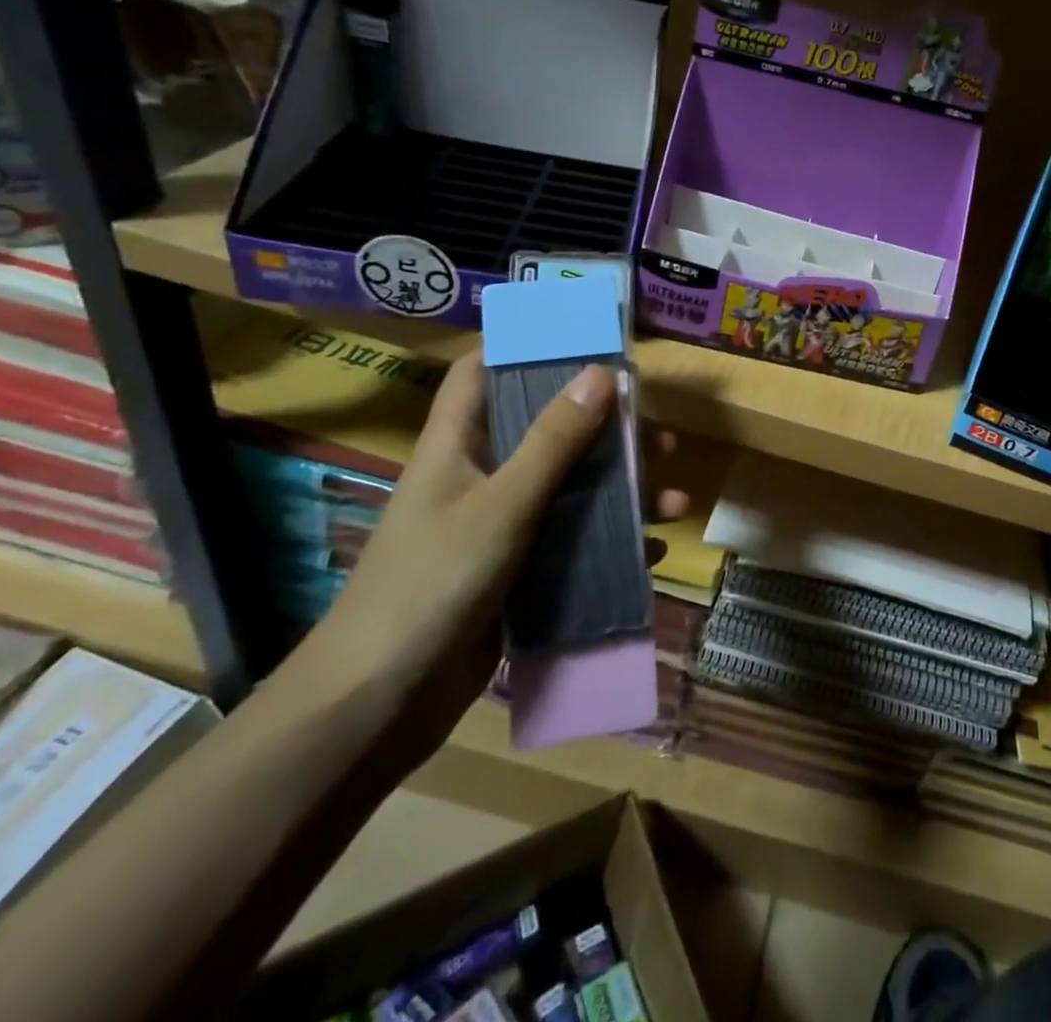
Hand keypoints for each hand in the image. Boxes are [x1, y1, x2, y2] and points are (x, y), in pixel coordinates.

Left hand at [306, 352, 687, 754]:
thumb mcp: (501, 506)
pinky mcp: (515, 576)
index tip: (583, 343)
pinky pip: (571, 545)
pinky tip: (650, 555)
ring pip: (568, 492)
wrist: (377, 707)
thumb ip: (553, 442)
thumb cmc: (430, 586)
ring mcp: (497, 530)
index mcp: (456, 447)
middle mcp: (478, 479)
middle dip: (604, 431)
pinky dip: (610, 546)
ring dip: (621, 493)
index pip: (481, 375)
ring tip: (673, 500)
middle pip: (545, 433)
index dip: (522, 349)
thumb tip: (602, 372)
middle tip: (657, 437)